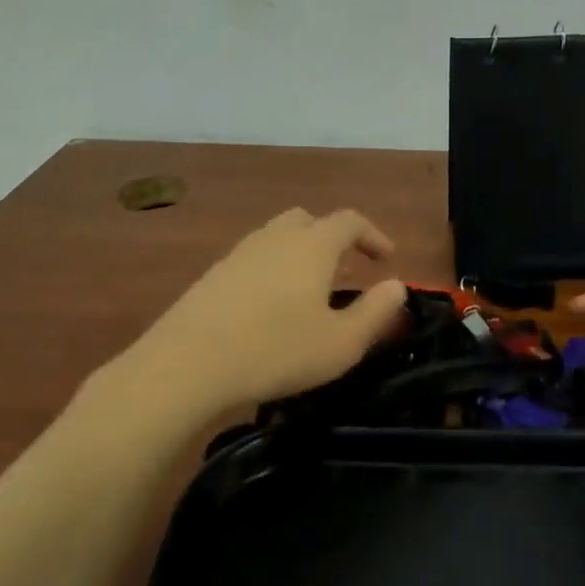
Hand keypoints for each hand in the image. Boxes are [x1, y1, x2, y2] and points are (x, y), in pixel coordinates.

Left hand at [121, 208, 407, 415]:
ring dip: (300, 254)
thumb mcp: (342, 343)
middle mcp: (275, 238)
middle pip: (308, 220)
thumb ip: (376, 312)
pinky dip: (273, 270)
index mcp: (312, 246)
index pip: (349, 221)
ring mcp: (238, 254)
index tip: (386, 258)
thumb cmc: (276, 351)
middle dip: (333, 238)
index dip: (373, 235)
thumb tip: (397, 286)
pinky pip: (253, 260)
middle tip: (347, 268)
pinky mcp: (212, 276)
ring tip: (310, 289)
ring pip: (277, 238)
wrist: (187, 365)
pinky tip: (271, 307)